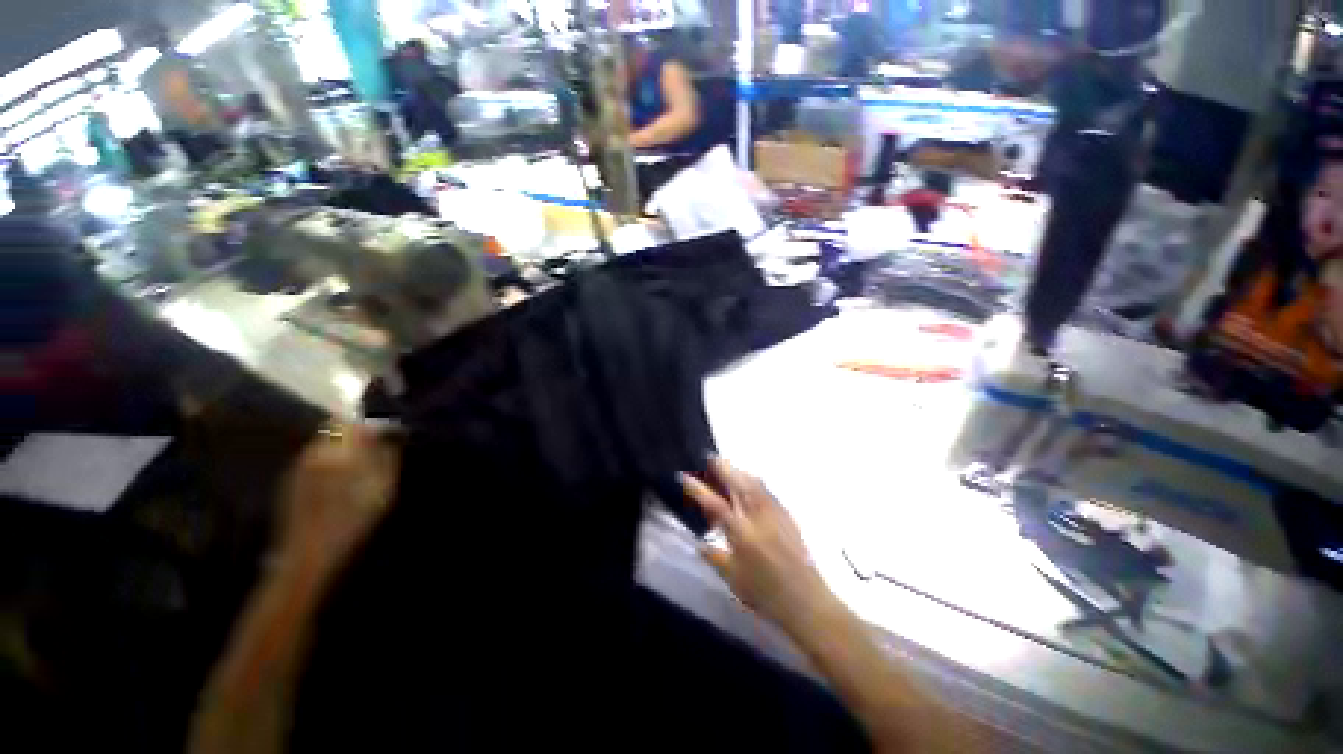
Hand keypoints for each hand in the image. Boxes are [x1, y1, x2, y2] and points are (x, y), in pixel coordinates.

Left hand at [274, 424, 399, 584]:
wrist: (307, 556)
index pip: (353, 419)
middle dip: (357, 433)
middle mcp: (313, 452)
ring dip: (344, 447)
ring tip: (362, 465)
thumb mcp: (382, 488)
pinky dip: (332, 461)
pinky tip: (341, 482)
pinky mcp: (292, 482)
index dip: (372, 421)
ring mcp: (299, 467)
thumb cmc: (352, 520)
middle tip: (378, 448)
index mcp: (337, 450)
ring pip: (325, 443)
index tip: (389, 432)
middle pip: (336, 428)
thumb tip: (391, 433)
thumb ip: (387, 455)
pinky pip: (316, 459)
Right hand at [680, 457, 840, 639]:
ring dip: (739, 472)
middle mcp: (758, 517)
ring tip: (728, 467)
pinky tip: (749, 483)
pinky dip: (754, 482)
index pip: (715, 504)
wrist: (806, 601)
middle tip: (710, 457)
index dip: (698, 489)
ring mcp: (775, 514)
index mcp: (741, 534)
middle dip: (723, 468)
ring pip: (754, 483)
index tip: (684, 476)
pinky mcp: (787, 516)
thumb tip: (699, 544)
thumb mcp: (733, 579)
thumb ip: (714, 557)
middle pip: (738, 484)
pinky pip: (767, 491)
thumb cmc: (765, 594)